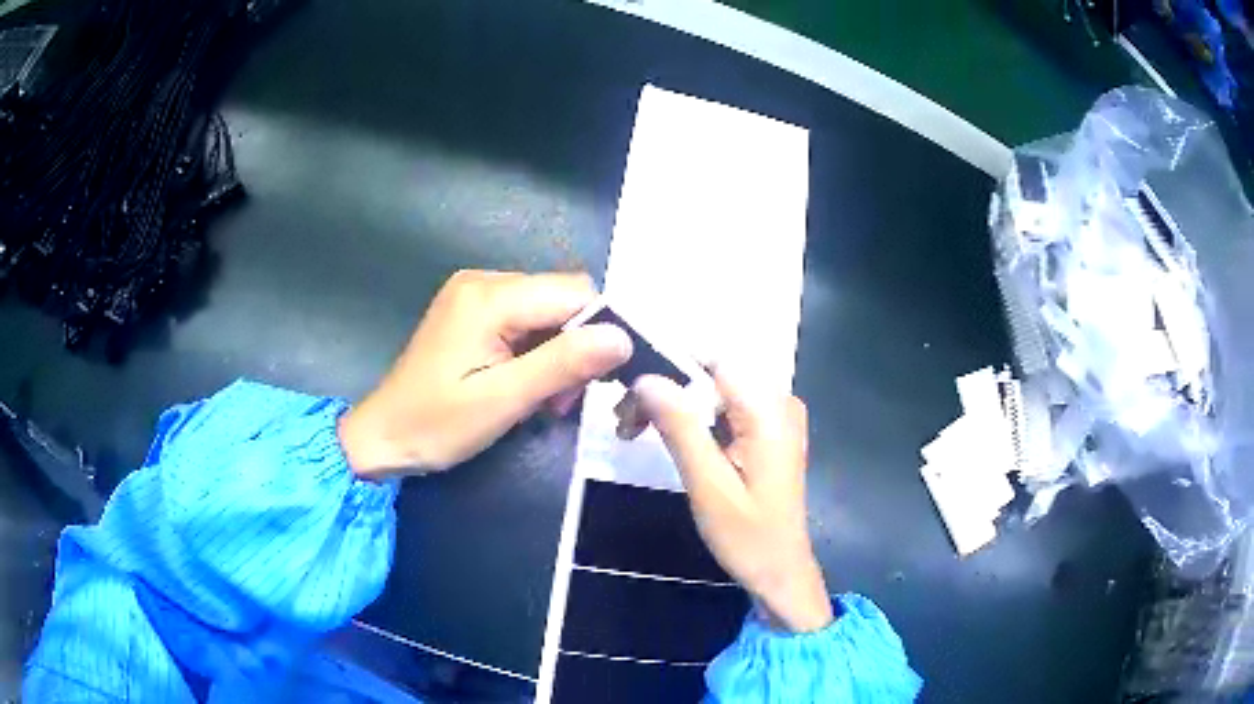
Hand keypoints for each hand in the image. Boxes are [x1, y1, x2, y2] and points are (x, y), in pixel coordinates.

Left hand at [339, 270, 631, 478]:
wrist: (382, 435)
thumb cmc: (436, 424)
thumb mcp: (503, 400)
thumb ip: (562, 364)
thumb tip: (621, 337)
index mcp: (490, 296)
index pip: (575, 292)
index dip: (599, 331)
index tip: (597, 382)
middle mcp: (483, 280)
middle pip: (562, 297)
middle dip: (576, 346)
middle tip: (560, 400)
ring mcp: (474, 293)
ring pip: (547, 309)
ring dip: (557, 352)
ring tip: (542, 399)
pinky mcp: (470, 309)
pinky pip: (524, 317)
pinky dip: (536, 350)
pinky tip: (525, 382)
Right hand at [632, 372, 833, 633]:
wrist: (780, 572)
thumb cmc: (747, 536)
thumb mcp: (708, 485)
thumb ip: (680, 428)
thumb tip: (646, 378)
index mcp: (770, 411)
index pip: (713, 360)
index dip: (667, 367)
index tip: (629, 395)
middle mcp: (779, 401)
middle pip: (712, 374)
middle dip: (666, 390)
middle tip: (625, 425)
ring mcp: (777, 415)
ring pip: (715, 390)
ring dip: (676, 406)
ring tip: (635, 431)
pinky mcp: (770, 430)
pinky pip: (726, 407)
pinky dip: (695, 419)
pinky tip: (670, 439)